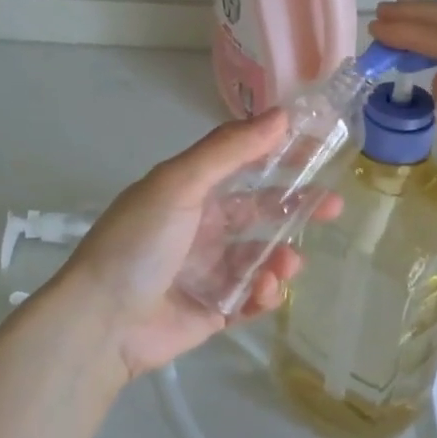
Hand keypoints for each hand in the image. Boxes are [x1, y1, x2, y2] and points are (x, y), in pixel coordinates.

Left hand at [56, 112, 324, 382]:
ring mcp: (209, 271)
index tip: (320, 148)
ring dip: (281, 257)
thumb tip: (280, 115)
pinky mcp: (214, 311)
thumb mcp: (179, 184)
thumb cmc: (139, 243)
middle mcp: (202, 228)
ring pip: (261, 257)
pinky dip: (265, 293)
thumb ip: (229, 150)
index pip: (244, 164)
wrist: (102, 322)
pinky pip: (251, 298)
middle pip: (261, 212)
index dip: (280, 155)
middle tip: (334, 207)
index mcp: (191, 193)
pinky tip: (265, 290)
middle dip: (297, 208)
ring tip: (288, 264)